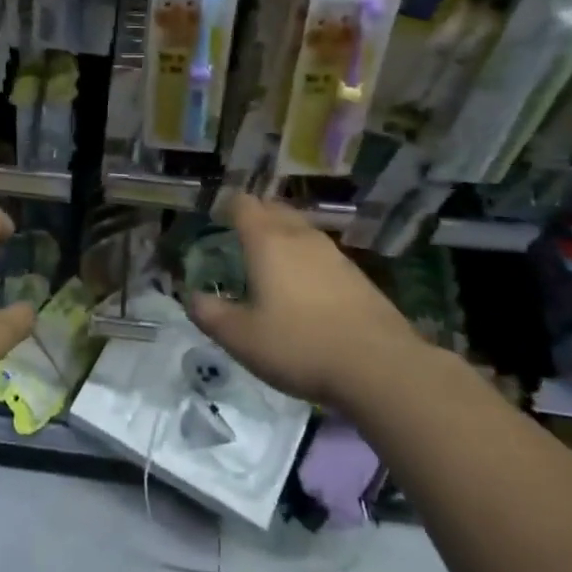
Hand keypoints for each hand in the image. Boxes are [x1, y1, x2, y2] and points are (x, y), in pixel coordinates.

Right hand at [188, 194, 420, 406]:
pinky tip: (305, 289)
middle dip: (256, 217)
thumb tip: (191, 296)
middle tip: (239, 239)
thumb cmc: (299, 345)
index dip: (228, 207)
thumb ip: (210, 314)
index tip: (217, 221)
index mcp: (268, 242)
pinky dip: (307, 261)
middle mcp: (301, 237)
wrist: (379, 367)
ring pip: (301, 230)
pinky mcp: (358, 276)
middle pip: (275, 209)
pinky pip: (322, 254)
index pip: (244, 204)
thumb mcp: (241, 338)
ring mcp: (334, 254)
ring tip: (270, 263)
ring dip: (283, 237)